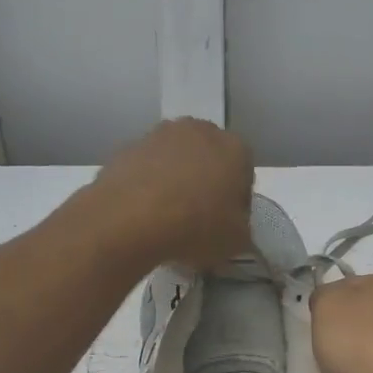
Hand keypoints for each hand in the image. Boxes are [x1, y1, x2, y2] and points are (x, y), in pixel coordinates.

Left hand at [90, 118, 253, 270]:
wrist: (130, 219)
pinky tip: (143, 213)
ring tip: (168, 217)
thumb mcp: (236, 242)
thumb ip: (241, 231)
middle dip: (207, 184)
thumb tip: (233, 229)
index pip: (244, 175)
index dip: (237, 203)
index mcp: (235, 148)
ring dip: (176, 181)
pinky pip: (147, 168)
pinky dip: (148, 185)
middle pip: (209, 160)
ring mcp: (160, 135)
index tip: (227, 225)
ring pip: (176, 161)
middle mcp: (200, 131)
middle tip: (199, 219)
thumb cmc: (197, 226)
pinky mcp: (128, 147)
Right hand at [312, 274, 372, 372]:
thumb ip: (323, 296)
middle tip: (328, 350)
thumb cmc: (361, 344)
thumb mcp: (326, 306)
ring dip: (361, 358)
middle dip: (347, 332)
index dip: (330, 303)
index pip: (351, 284)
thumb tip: (328, 302)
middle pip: (366, 315)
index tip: (318, 324)